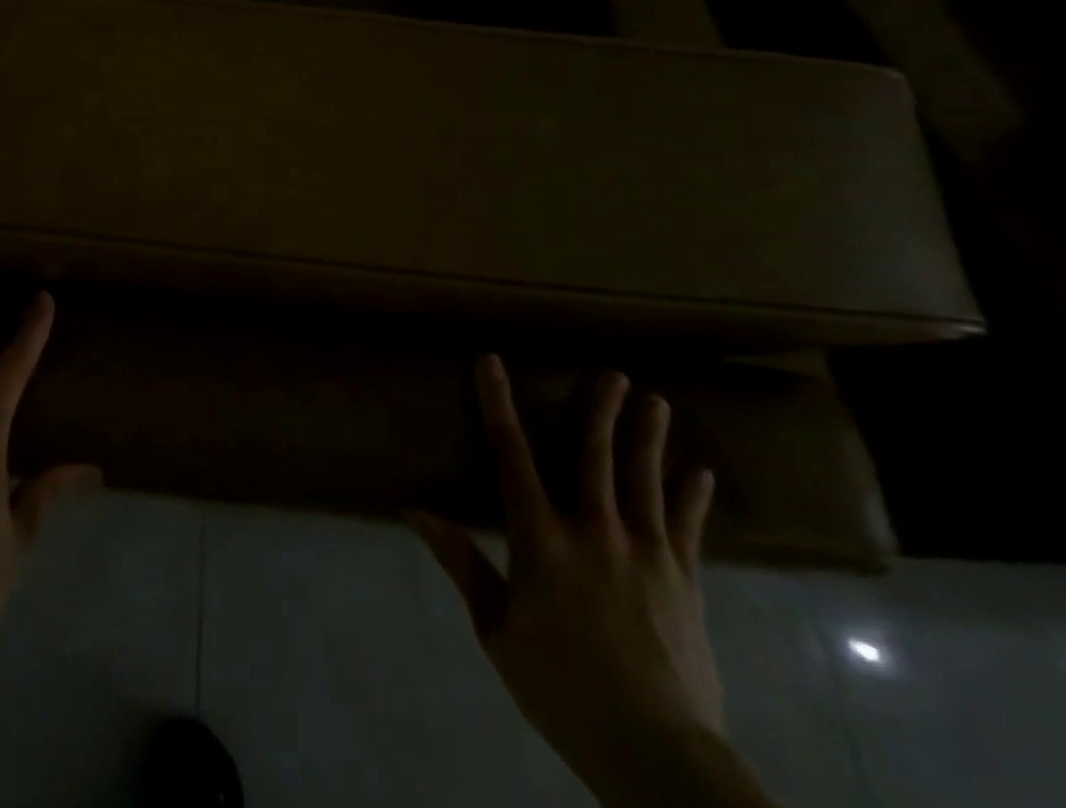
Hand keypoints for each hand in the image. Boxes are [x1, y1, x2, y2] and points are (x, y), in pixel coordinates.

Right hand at [409, 356, 750, 807]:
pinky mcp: (684, 582)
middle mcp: (594, 531)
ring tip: (655, 399)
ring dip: (648, 438)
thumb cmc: (560, 686)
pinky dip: (692, 497)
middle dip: (600, 409)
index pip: (511, 454)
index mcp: (541, 538)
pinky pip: (687, 528)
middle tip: (612, 372)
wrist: (654, 752)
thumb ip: (462, 562)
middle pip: (594, 455)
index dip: (497, 403)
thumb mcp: (496, 628)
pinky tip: (699, 473)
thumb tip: (415, 510)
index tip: (491, 361)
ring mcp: (646, 554)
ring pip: (645, 480)